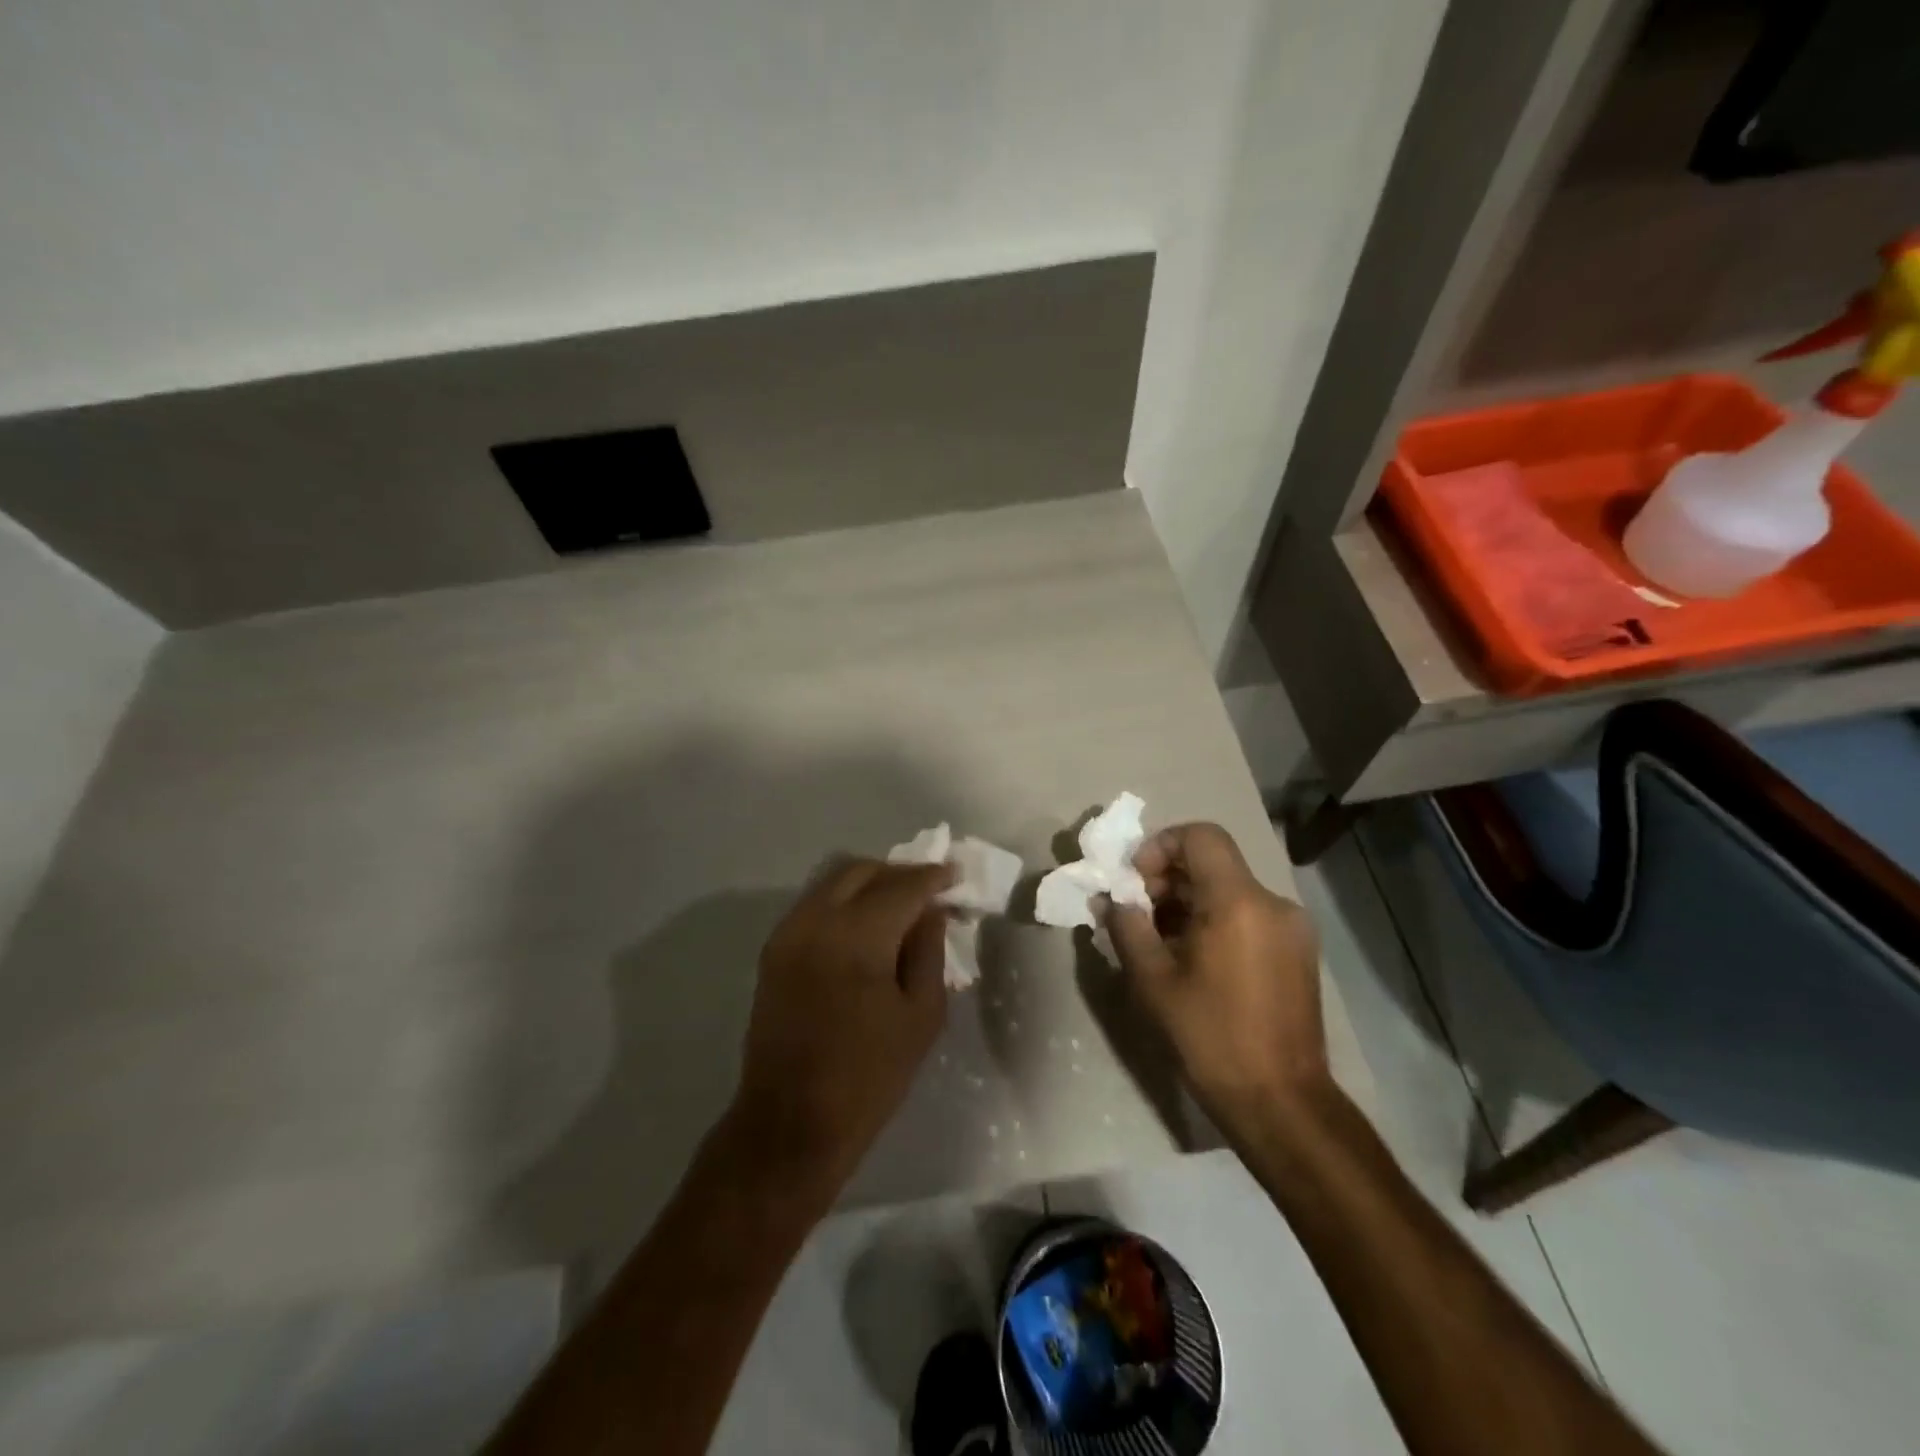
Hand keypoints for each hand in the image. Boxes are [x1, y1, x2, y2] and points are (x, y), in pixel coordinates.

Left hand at [726, 858, 953, 1204]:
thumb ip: (929, 951)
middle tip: (928, 892)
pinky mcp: (773, 950)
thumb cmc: (869, 1076)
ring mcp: (788, 933)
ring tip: (898, 906)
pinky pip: (814, 904)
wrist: (791, 1122)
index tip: (955, 876)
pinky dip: (843, 901)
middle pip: (862, 870)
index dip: (932, 877)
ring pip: (833, 881)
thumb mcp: (921, 1016)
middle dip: (899, 874)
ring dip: (869, 883)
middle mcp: (817, 921)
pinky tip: (864, 926)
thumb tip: (932, 911)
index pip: (902, 886)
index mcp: (857, 937)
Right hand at [1102, 823, 1326, 1121]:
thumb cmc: (1210, 1037)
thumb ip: (1126, 927)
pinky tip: (1195, 960)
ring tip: (1161, 943)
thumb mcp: (1152, 981)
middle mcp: (1273, 903)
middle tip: (1138, 916)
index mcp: (1239, 902)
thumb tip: (1109, 899)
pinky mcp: (1298, 951)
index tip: (1136, 883)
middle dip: (1168, 879)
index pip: (1201, 836)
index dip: (1160, 847)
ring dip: (1189, 902)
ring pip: (1230, 889)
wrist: (1281, 1102)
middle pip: (1213, 862)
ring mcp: (1292, 928)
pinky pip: (1249, 914)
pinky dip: (1215, 920)